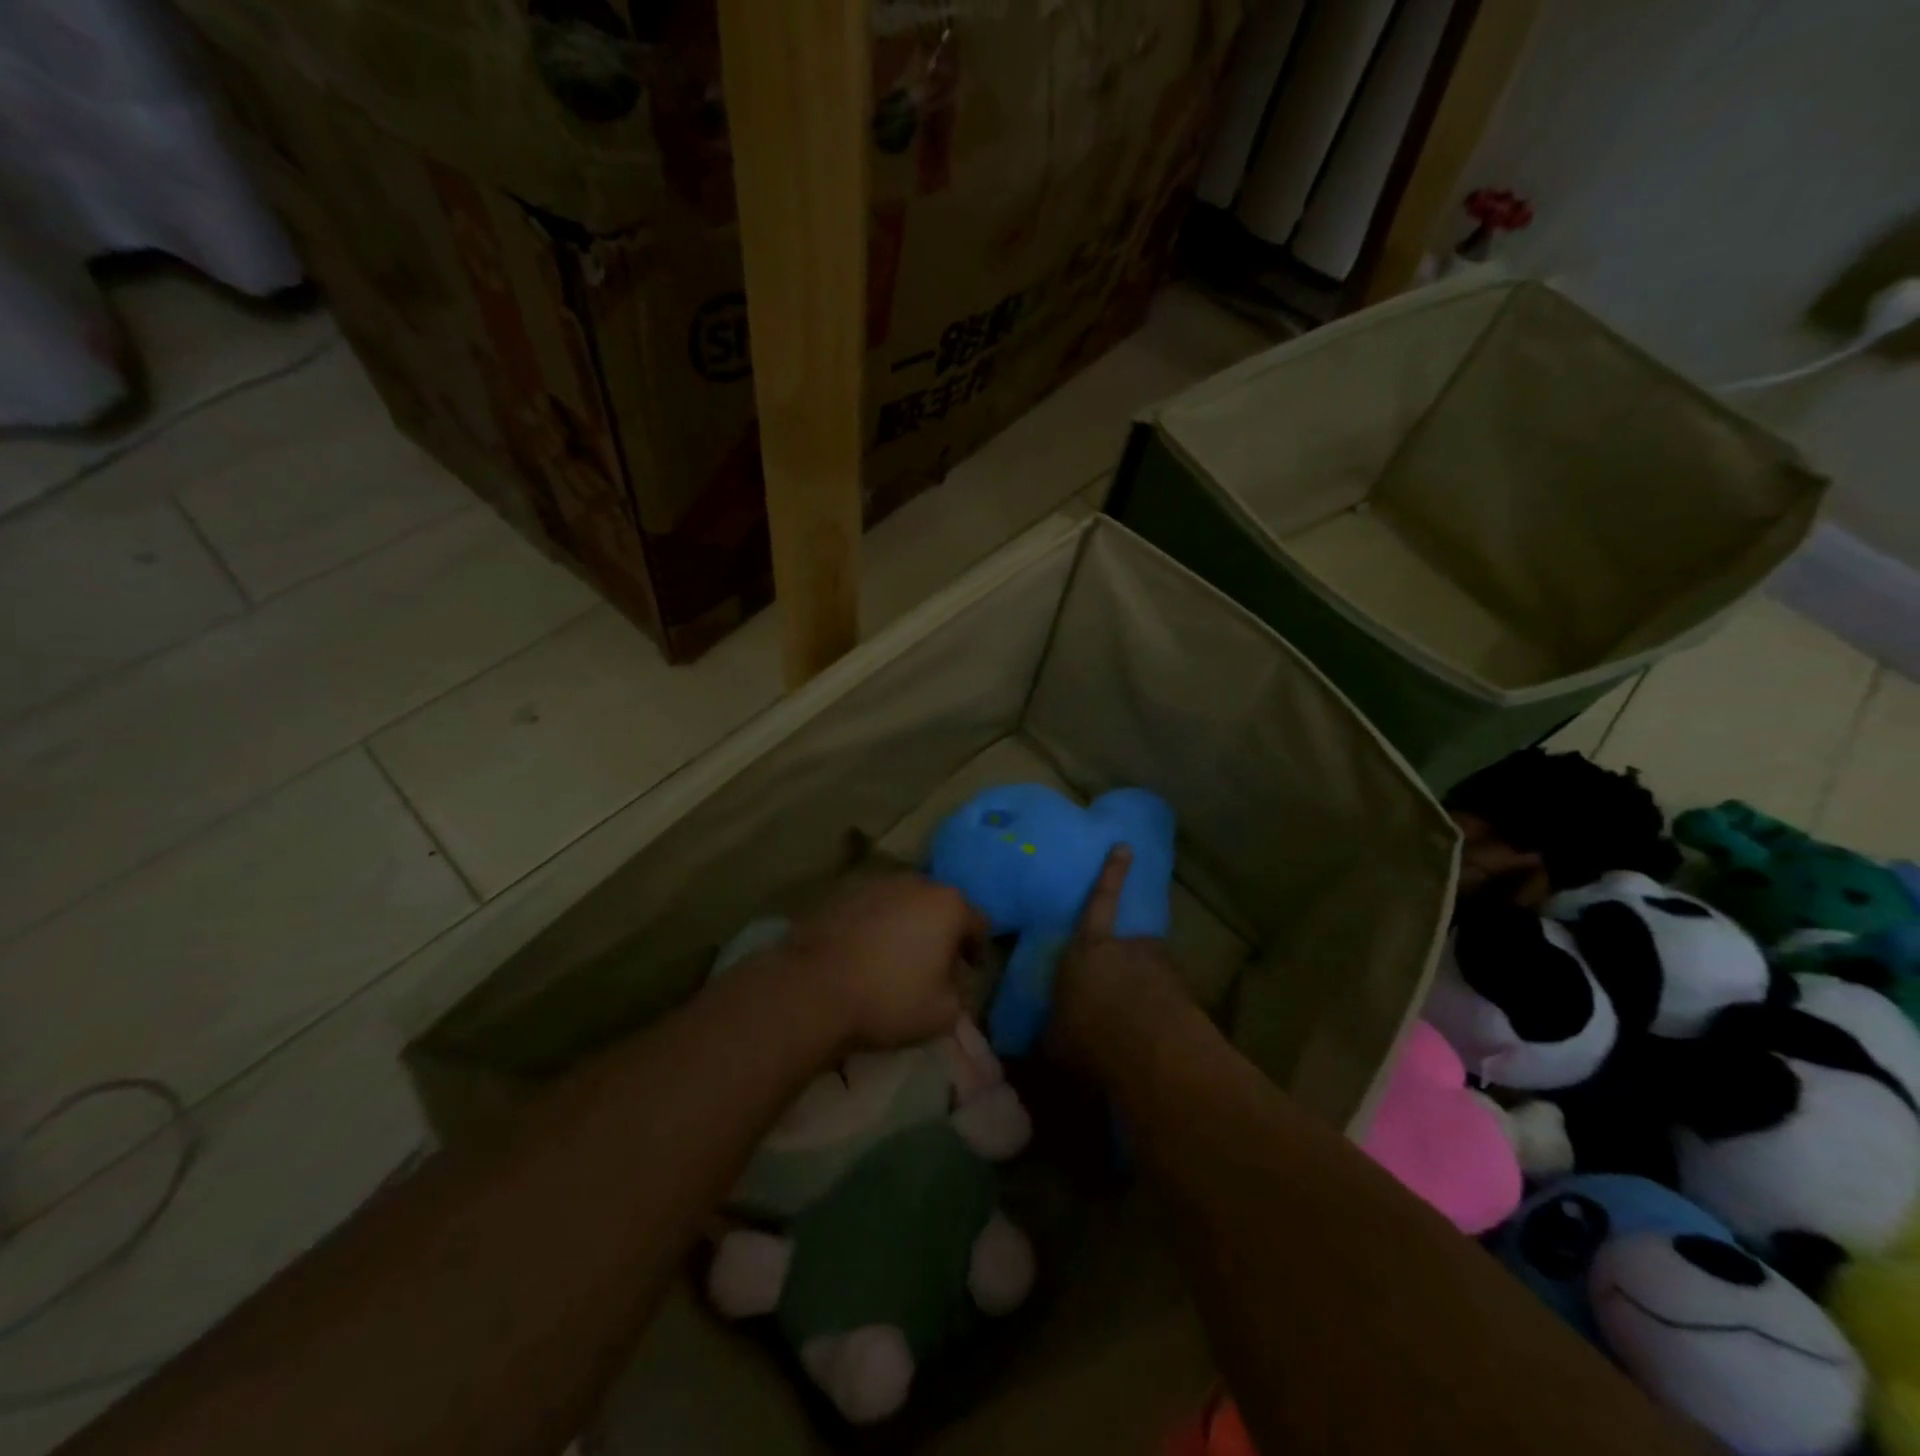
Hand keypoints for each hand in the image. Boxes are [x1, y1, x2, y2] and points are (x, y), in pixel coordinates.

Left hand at [783, 873, 987, 1050]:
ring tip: (896, 956)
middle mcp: (916, 883)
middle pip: (940, 905)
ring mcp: (876, 883)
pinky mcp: (842, 892)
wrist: (814, 988)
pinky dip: (875, 924)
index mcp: (948, 906)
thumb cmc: (889, 999)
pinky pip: (871, 907)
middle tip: (935, 961)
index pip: (978, 923)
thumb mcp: (944, 1012)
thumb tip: (955, 981)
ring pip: (904, 902)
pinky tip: (864, 950)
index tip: (969, 970)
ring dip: (907, 924)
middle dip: (942, 931)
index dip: (977, 949)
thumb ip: (961, 993)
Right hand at [1049, 846, 1184, 1070]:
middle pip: (1129, 943)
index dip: (1111, 875)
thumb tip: (1027, 1046)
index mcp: (1087, 949)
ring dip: (1144, 988)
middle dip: (1126, 960)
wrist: (1155, 1058)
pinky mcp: (1186, 994)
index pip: (1099, 901)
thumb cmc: (1090, 1038)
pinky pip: (1168, 996)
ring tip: (1137, 1019)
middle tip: (1120, 988)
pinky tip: (1154, 1038)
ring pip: (1150, 970)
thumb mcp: (1054, 1044)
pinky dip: (1161, 1010)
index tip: (1125, 847)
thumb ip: (1047, 1034)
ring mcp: (1160, 968)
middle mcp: (1127, 948)